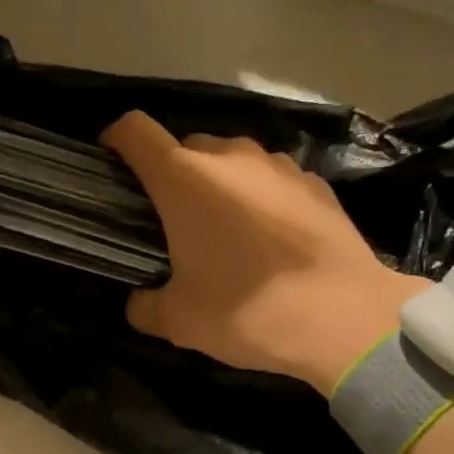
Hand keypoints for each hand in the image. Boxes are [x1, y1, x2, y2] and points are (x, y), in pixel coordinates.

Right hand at [103, 112, 425, 393]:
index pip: (135, 132)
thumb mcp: (178, 322)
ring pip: (232, 163)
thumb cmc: (246, 312)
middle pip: (185, 149)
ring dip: (218, 188)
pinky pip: (272, 182)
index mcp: (184, 180)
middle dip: (171, 178)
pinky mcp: (316, 183)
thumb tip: (140, 300)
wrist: (343, 317)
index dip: (115, 142)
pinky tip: (270, 242)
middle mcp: (230, 157)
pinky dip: (259, 201)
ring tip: (225, 234)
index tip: (111, 167)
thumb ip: (145, 305)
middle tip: (171, 224)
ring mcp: (279, 166)